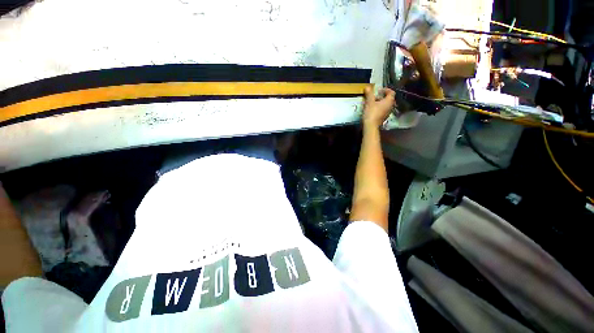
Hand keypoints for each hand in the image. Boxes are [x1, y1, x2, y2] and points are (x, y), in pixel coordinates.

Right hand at [362, 87, 395, 127]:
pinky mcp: (383, 117)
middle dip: (382, 96)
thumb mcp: (369, 102)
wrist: (371, 126)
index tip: (379, 90)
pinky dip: (379, 108)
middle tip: (374, 96)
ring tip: (372, 102)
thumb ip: (369, 94)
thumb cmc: (371, 112)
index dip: (386, 90)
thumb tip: (367, 87)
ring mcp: (388, 112)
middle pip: (388, 98)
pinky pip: (383, 110)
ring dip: (380, 102)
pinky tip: (372, 109)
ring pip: (385, 105)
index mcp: (389, 101)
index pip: (391, 92)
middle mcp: (390, 106)